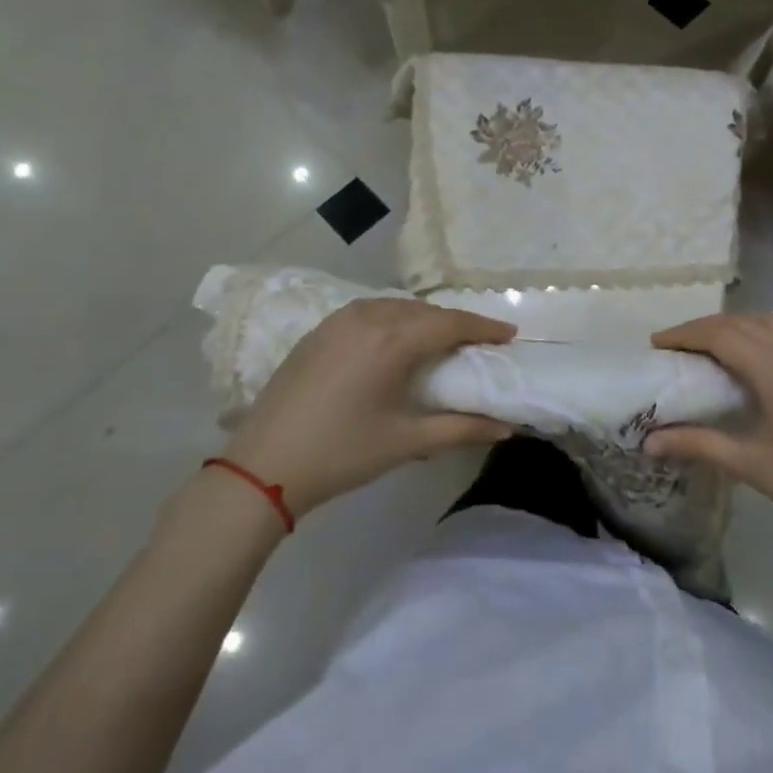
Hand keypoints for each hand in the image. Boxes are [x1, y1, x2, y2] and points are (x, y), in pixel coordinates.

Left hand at [220, 299, 516, 517]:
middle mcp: (368, 318)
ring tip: (440, 340)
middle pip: (425, 311)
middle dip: (455, 323)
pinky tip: (394, 340)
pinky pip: (368, 312)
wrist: (263, 465)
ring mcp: (338, 321)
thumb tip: (507, 427)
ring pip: (395, 307)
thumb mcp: (407, 442)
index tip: (510, 334)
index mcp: (393, 340)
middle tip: (478, 343)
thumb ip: (462, 429)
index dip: (484, 327)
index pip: (451, 323)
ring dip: (423, 318)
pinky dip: (393, 319)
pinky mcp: (318, 331)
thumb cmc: (343, 453)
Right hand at [646, 313, 772, 560]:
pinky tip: (751, 347)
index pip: (719, 335)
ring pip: (764, 321)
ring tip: (704, 345)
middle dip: (702, 328)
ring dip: (731, 326)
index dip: (685, 334)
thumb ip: (697, 444)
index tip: (655, 344)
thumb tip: (647, 442)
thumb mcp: (749, 464)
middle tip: (673, 346)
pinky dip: (758, 329)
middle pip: (739, 322)